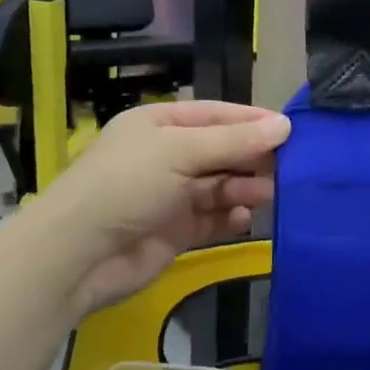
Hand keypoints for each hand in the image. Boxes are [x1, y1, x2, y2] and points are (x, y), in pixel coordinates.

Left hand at [30, 101, 289, 320]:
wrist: (78, 254)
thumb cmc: (127, 185)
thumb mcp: (180, 152)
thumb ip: (234, 141)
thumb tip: (284, 125)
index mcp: (160, 124)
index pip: (216, 115)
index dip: (252, 120)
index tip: (291, 129)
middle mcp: (167, 156)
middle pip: (222, 151)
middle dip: (252, 158)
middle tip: (288, 167)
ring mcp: (171, 195)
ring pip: (221, 186)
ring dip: (244, 188)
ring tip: (266, 194)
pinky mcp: (176, 231)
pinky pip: (213, 219)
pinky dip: (230, 217)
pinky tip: (244, 218)